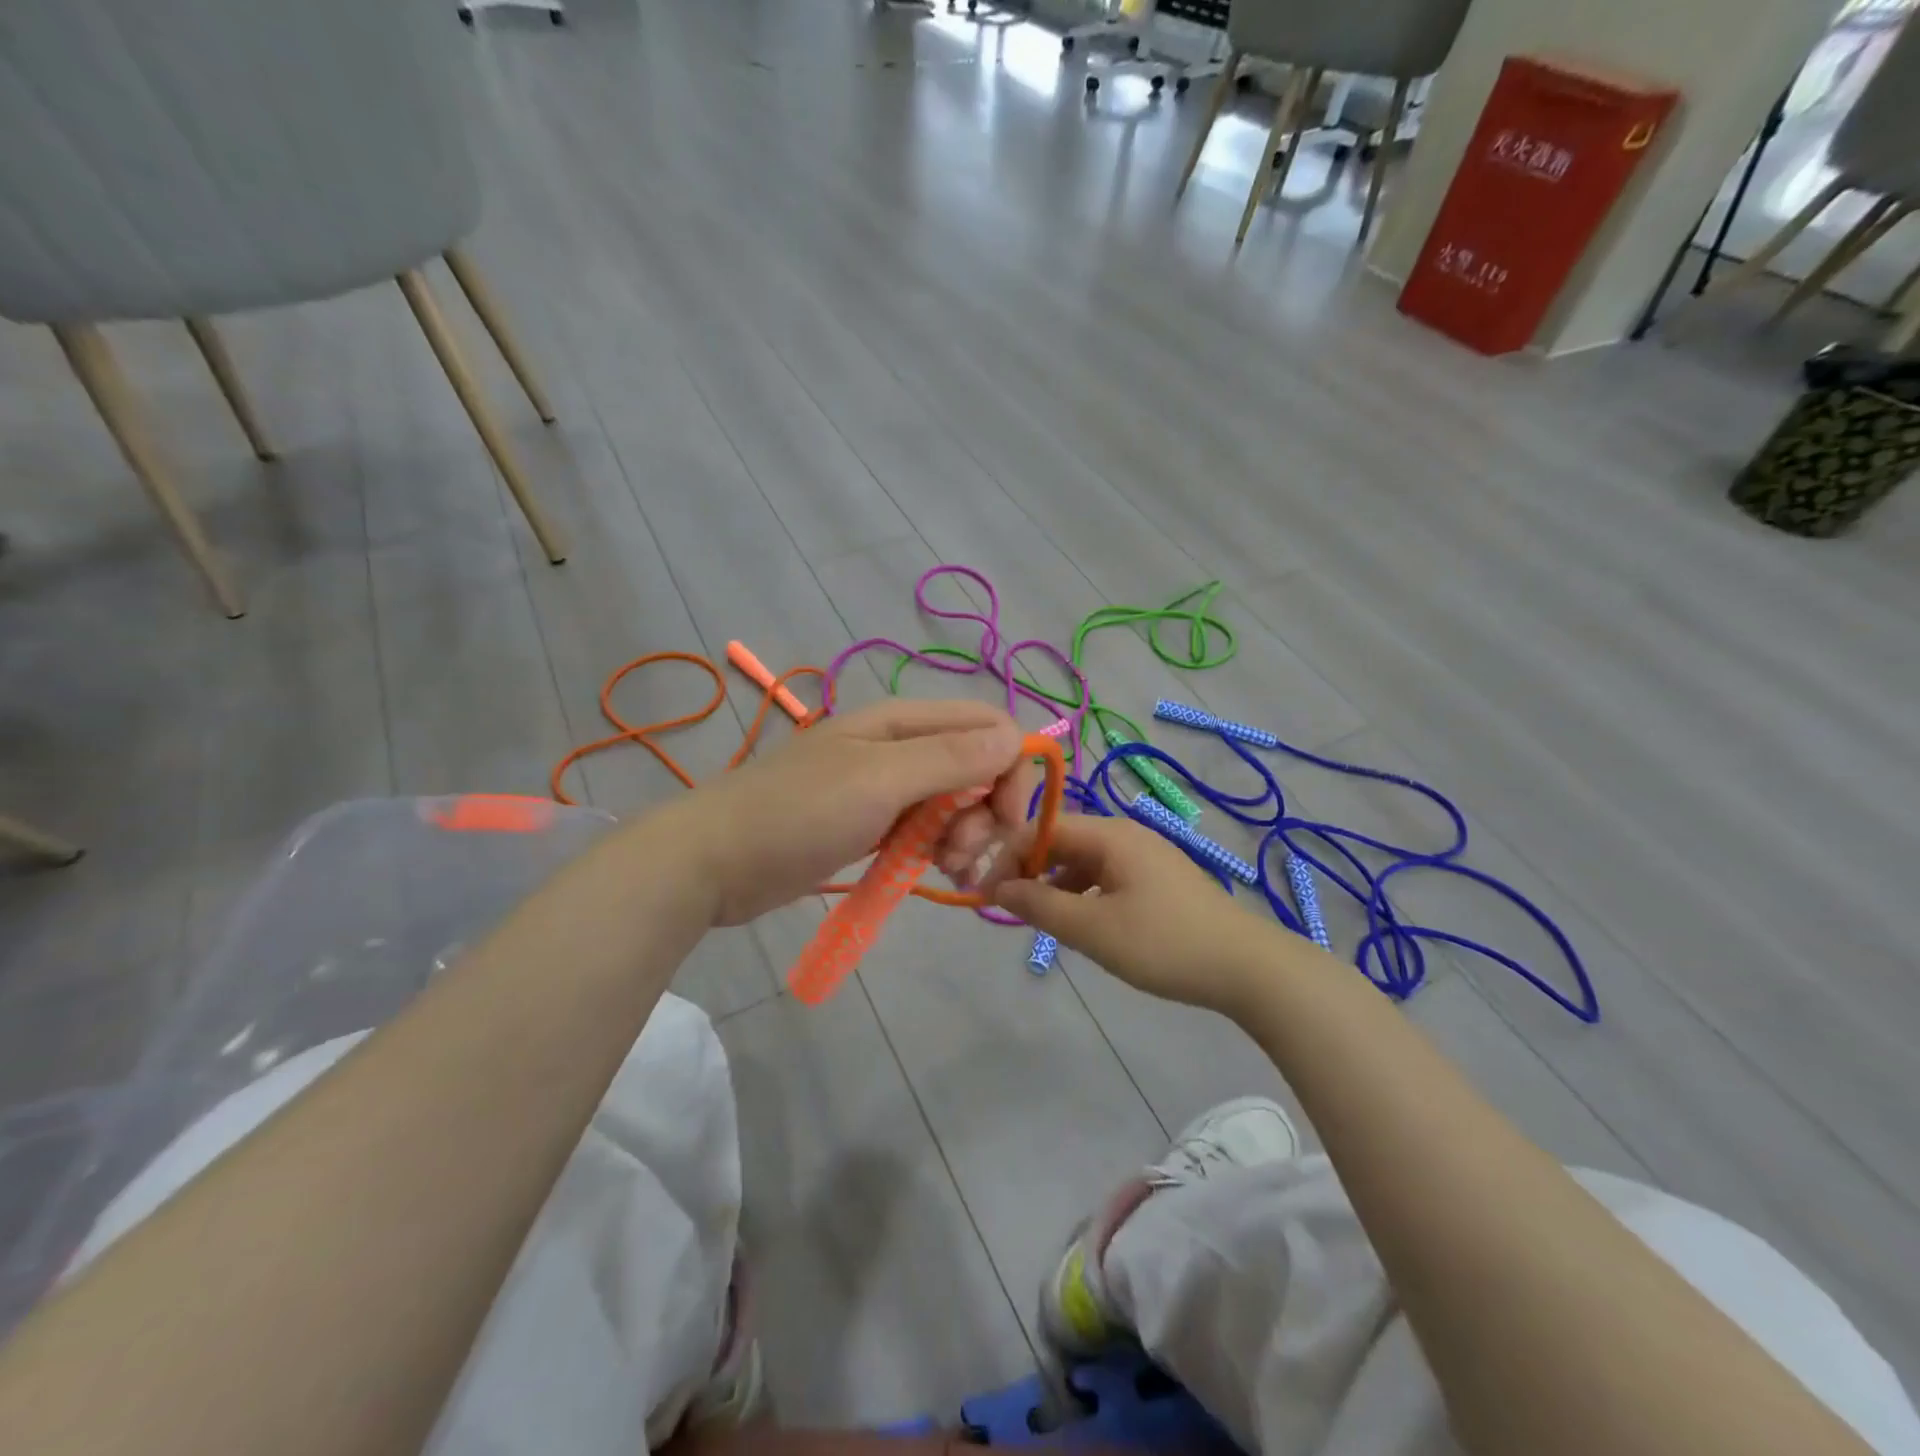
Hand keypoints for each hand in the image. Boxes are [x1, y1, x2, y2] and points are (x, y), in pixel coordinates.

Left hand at [669, 699, 1036, 925]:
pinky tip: (938, 873)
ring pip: (954, 802)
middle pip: (975, 767)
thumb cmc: (798, 814)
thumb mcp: (879, 781)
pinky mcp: (871, 823)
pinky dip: (939, 849)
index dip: (1009, 768)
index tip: (1006, 820)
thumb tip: (1017, 737)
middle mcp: (899, 747)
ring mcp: (884, 786)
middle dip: (985, 811)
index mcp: (902, 721)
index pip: (987, 726)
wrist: (714, 861)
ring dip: (965, 835)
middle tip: (963, 852)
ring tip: (946, 869)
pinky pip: (925, 828)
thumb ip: (949, 758)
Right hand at [992, 813, 1275, 1015]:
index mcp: (1110, 834)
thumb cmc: (1165, 943)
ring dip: (1052, 884)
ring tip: (1035, 918)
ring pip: (1082, 861)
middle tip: (1002, 906)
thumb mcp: (1094, 929)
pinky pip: (1104, 876)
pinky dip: (1081, 894)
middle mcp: (1125, 835)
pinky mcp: (1156, 880)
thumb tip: (996, 889)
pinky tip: (1077, 922)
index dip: (1007, 856)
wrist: (1248, 967)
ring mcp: (1144, 856)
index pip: (1042, 829)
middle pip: (1061, 841)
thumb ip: (1040, 905)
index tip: (982, 892)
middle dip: (1027, 870)